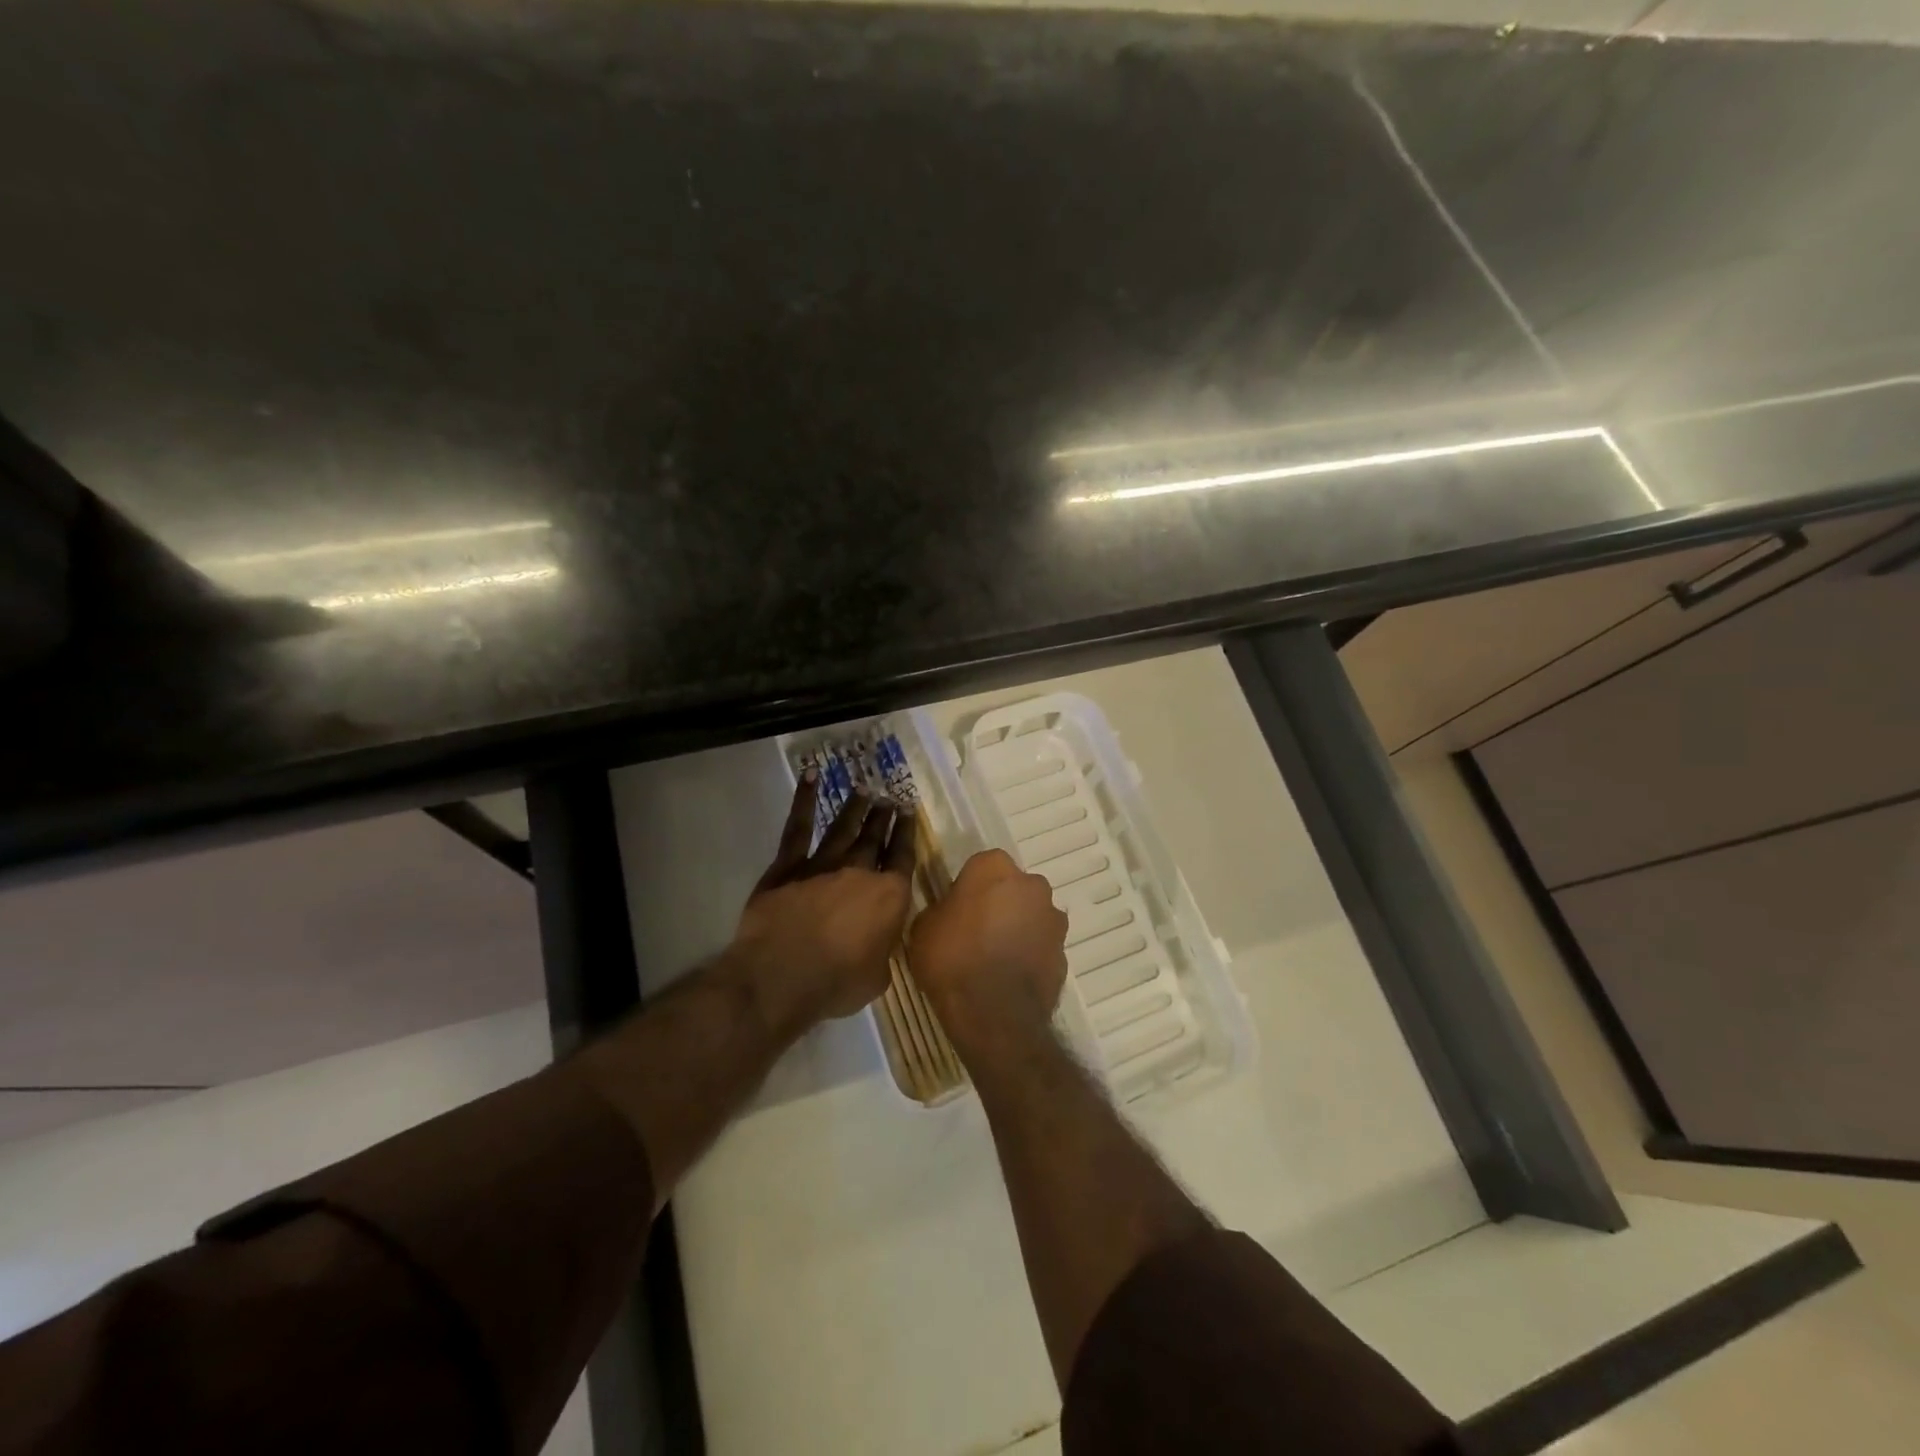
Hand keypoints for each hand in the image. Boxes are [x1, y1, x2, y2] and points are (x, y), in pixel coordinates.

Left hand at [729, 772, 918, 1027]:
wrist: (783, 975)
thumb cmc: (836, 983)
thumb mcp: (877, 977)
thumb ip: (882, 952)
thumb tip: (878, 944)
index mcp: (888, 897)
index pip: (902, 857)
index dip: (906, 833)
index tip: (908, 812)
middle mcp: (859, 872)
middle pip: (874, 838)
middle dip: (883, 817)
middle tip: (889, 798)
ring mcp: (822, 865)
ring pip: (843, 828)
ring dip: (855, 808)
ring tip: (864, 790)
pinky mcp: (788, 866)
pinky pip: (798, 828)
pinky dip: (804, 800)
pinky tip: (810, 777)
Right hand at [909, 849, 1068, 1063]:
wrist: (994, 1015)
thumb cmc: (952, 960)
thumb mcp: (924, 927)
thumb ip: (941, 908)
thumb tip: (950, 912)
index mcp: (994, 868)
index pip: (981, 865)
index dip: (968, 887)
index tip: (956, 909)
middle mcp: (1031, 885)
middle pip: (1012, 888)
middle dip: (998, 903)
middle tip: (975, 931)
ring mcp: (1053, 919)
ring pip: (1031, 915)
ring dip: (1017, 928)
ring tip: (993, 959)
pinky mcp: (1064, 952)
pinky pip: (1041, 945)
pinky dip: (1029, 955)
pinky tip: (1009, 977)